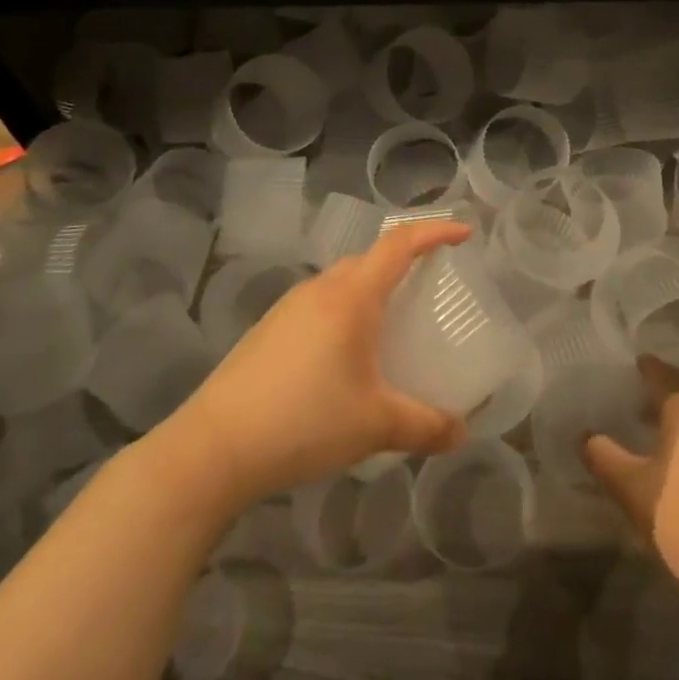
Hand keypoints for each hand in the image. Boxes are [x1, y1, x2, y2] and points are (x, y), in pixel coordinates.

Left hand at [169, 221, 471, 504]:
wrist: (214, 448)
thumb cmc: (305, 421)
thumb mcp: (375, 425)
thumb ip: (424, 425)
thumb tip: (461, 434)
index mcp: (351, 297)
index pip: (399, 244)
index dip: (435, 232)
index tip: (464, 234)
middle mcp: (320, 290)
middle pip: (369, 259)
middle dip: (402, 263)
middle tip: (428, 288)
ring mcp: (288, 308)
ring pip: (340, 282)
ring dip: (369, 290)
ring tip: (388, 326)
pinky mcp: (267, 330)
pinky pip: (318, 305)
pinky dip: (343, 313)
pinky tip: (342, 358)